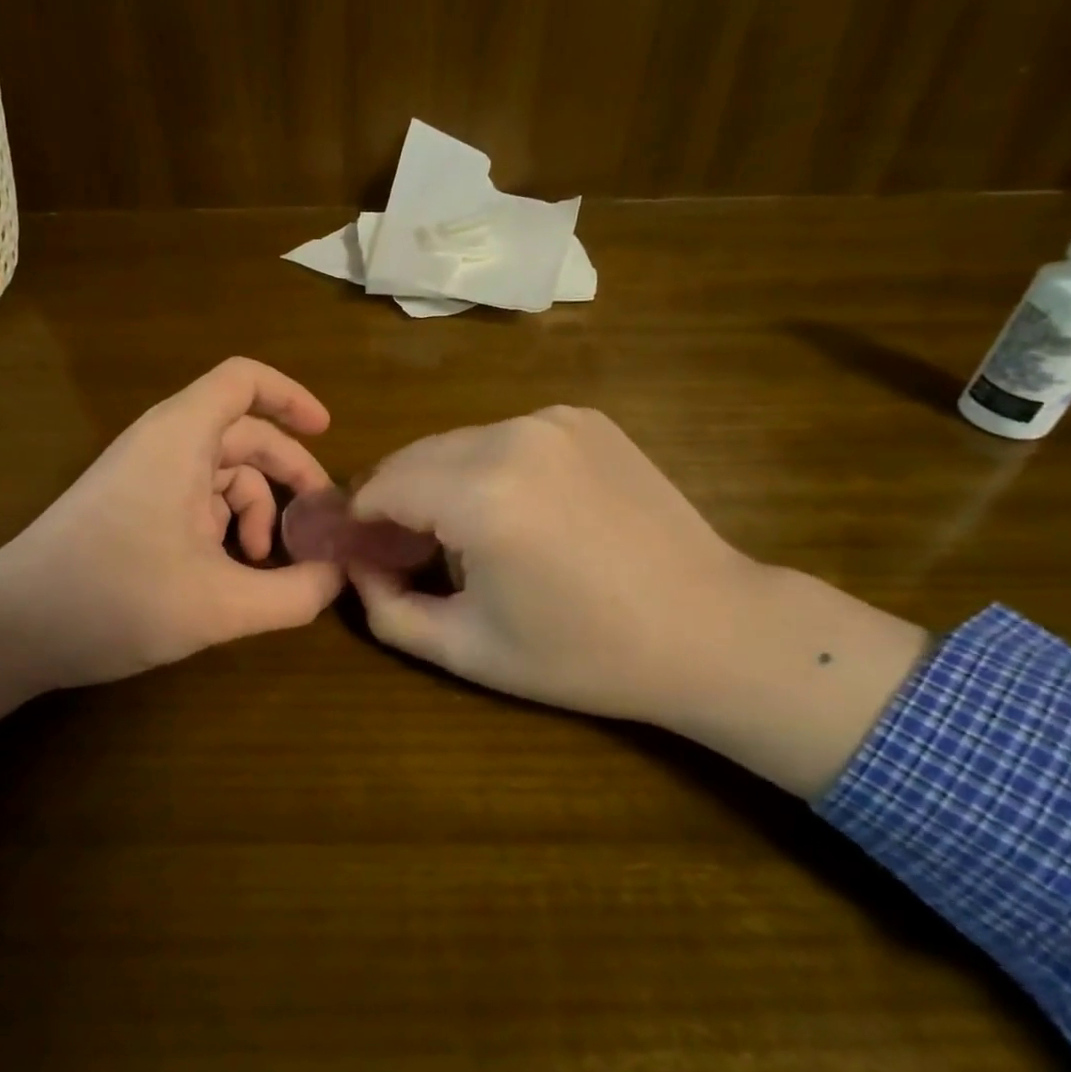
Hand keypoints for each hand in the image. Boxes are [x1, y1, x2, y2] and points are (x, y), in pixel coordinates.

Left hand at [0, 358, 343, 791]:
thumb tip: (340, 578)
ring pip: (221, 473)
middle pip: (243, 433)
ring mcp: (143, 476)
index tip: (327, 431)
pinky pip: (195, 499)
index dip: (290, 397)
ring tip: (264, 564)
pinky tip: (229, 575)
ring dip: (255, 511)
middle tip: (320, 521)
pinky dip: (224, 527)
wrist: (8, 630)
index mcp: (181, 437)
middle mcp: (162, 444)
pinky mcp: (131, 507)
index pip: (243, 380)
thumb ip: (293, 594)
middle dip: (288, 473)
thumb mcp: (220, 605)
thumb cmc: (115, 598)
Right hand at [348, 407, 928, 796]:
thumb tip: (357, 565)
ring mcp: (552, 419)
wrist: (712, 628)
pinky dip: (488, 468)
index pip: (379, 485)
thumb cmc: (585, 654)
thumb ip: (386, 608)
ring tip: (465, 536)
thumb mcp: (467, 649)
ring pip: (456, 443)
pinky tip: (520, 512)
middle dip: (397, 499)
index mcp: (480, 493)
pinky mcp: (583, 417)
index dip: (361, 522)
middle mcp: (511, 436)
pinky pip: (504, 437)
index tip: (365, 555)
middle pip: (414, 456)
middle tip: (409, 552)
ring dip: (441, 482)